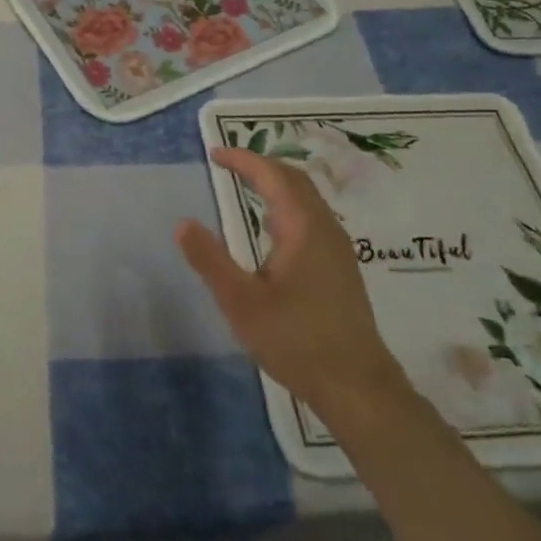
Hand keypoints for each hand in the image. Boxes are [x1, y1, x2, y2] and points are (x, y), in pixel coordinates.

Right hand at [176, 147, 407, 424]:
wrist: (357, 387)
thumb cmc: (296, 341)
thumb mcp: (241, 302)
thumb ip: (210, 260)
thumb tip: (182, 223)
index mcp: (303, 228)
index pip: (273, 176)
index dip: (244, 160)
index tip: (215, 153)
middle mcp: (325, 229)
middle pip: (295, 180)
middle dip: (261, 165)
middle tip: (228, 163)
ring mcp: (338, 249)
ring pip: (307, 199)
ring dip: (276, 184)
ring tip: (245, 185)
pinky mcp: (340, 268)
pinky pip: (311, 217)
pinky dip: (286, 205)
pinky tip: (271, 228)